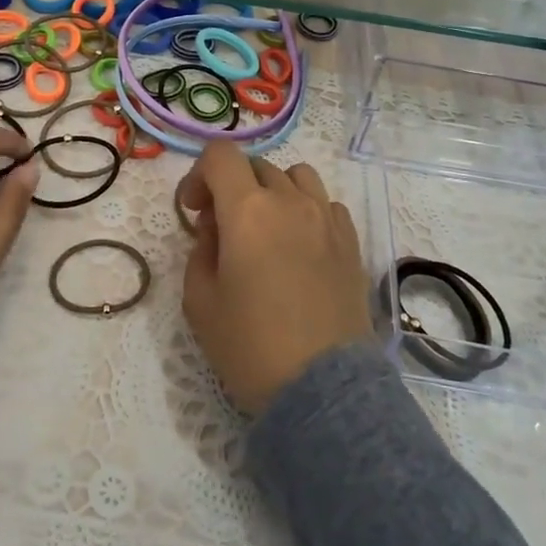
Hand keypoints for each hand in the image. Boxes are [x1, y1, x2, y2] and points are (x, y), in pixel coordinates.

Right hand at [177, 142, 370, 413]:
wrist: (323, 390)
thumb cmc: (251, 346)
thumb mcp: (200, 301)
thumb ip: (200, 251)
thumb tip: (216, 229)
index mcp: (247, 210)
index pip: (220, 155)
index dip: (199, 174)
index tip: (194, 210)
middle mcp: (290, 201)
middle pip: (256, 166)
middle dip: (232, 187)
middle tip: (223, 230)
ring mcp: (327, 219)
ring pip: (296, 176)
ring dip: (273, 191)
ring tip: (266, 229)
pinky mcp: (351, 242)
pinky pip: (325, 204)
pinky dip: (306, 210)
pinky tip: (300, 246)